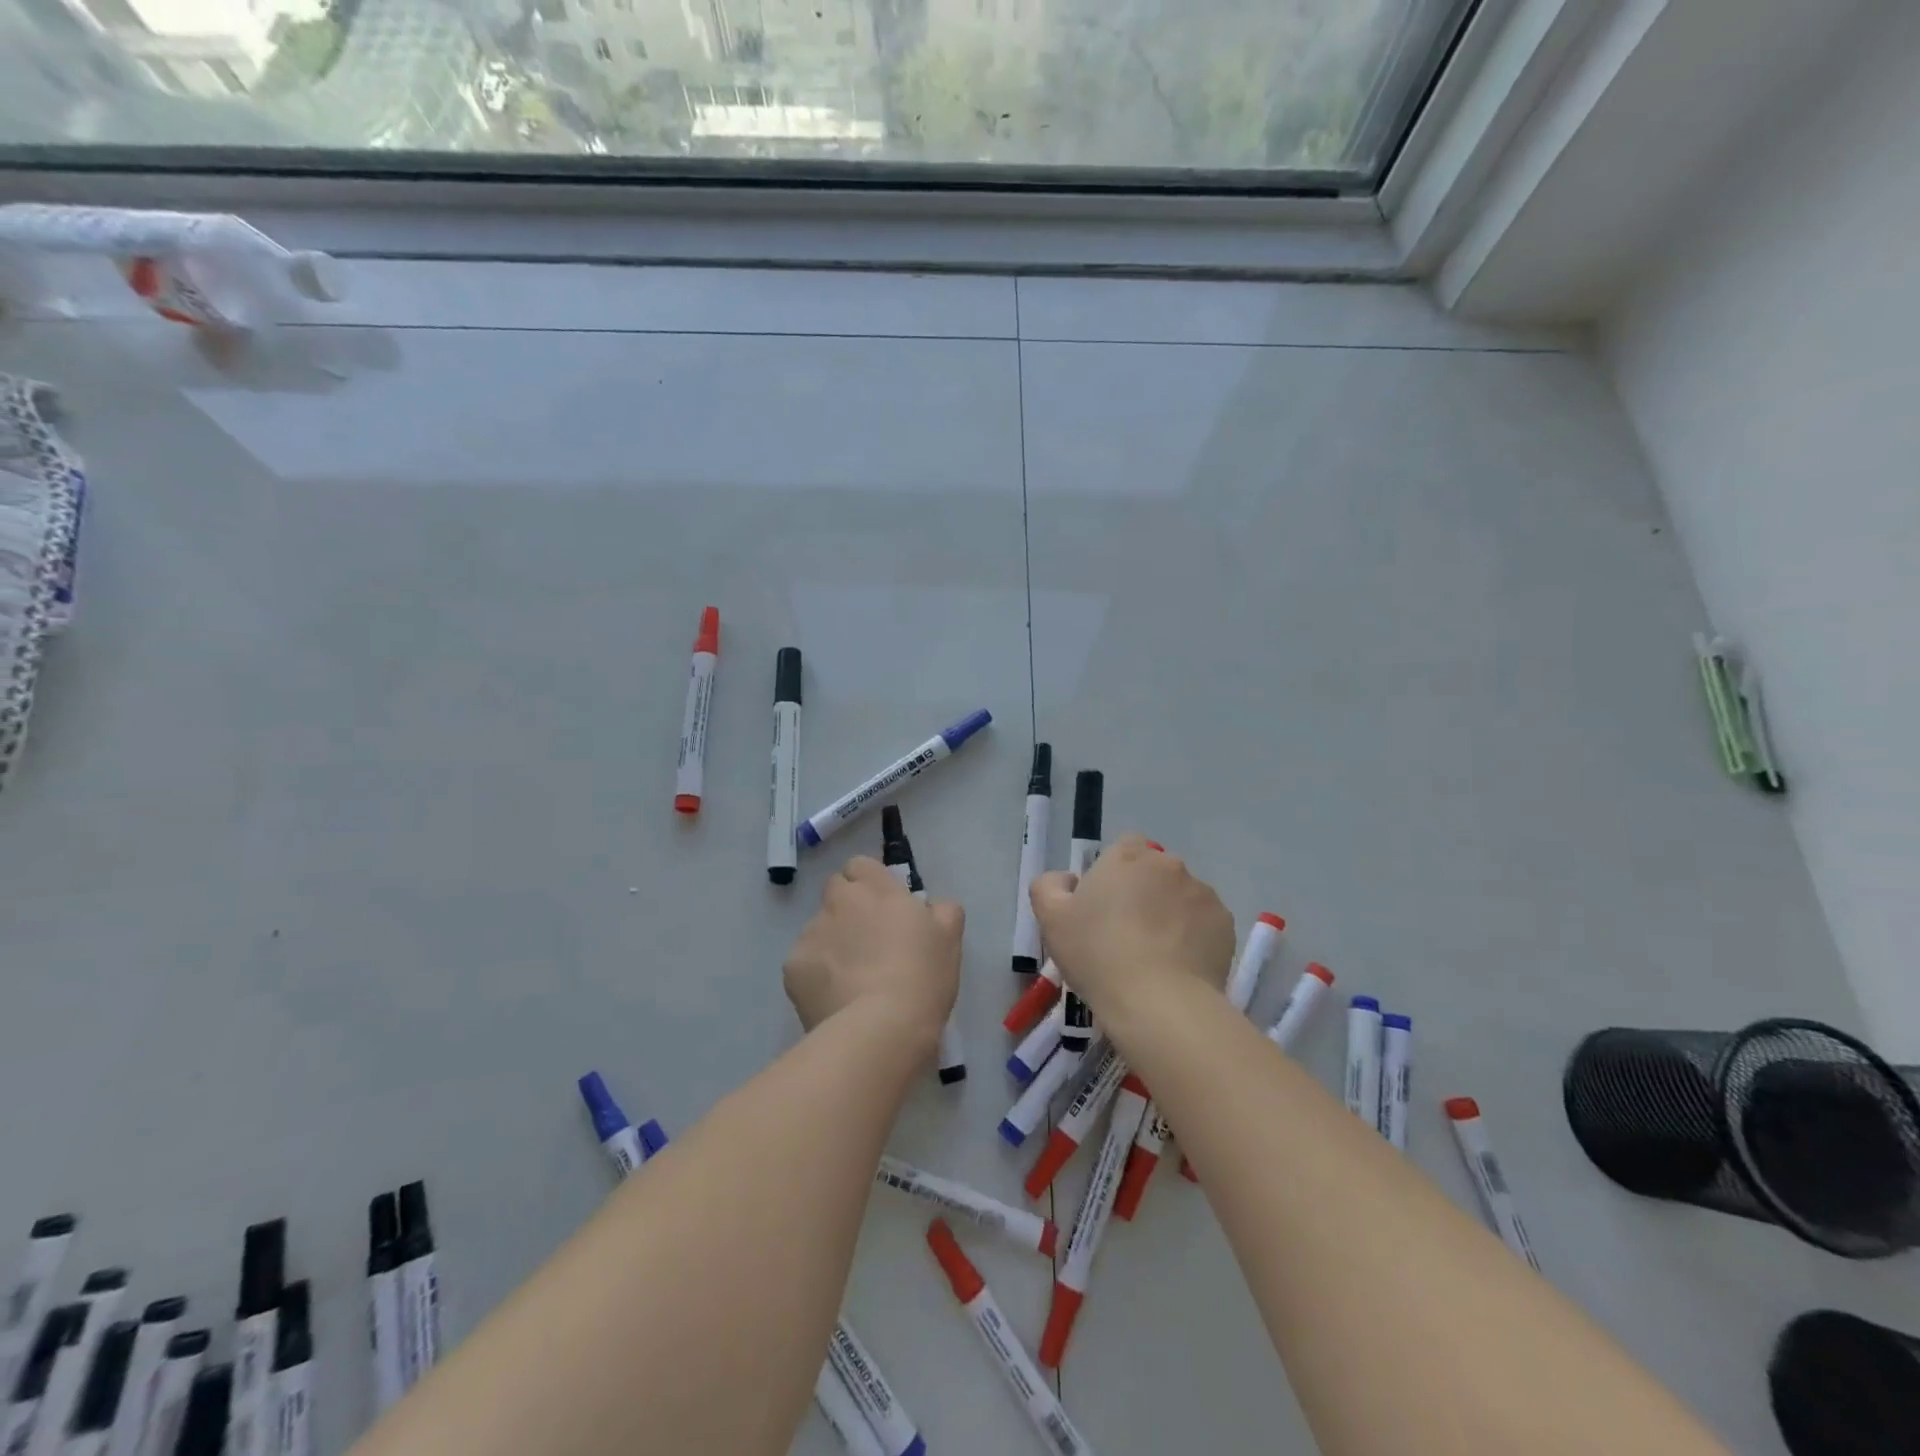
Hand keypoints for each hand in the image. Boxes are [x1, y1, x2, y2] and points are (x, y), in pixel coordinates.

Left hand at [783, 856, 963, 1041]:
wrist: (880, 1029)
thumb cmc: (922, 978)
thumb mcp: (949, 940)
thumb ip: (942, 911)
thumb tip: (931, 907)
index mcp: (877, 889)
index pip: (861, 865)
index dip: (869, 882)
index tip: (884, 906)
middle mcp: (839, 902)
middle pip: (836, 890)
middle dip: (847, 906)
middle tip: (868, 940)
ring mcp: (811, 933)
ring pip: (819, 927)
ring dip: (833, 941)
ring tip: (852, 978)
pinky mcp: (792, 967)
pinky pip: (805, 962)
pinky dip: (816, 974)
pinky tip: (835, 997)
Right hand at [1030, 835, 1234, 1022]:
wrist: (1159, 1003)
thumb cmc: (1098, 955)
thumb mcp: (1051, 920)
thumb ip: (1049, 886)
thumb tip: (1067, 880)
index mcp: (1127, 856)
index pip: (1124, 847)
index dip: (1114, 873)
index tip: (1104, 905)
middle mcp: (1168, 864)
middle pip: (1154, 872)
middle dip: (1144, 893)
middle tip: (1126, 933)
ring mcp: (1202, 892)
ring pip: (1181, 896)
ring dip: (1170, 913)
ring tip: (1156, 955)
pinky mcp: (1225, 923)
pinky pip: (1204, 922)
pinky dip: (1194, 936)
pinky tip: (1180, 965)